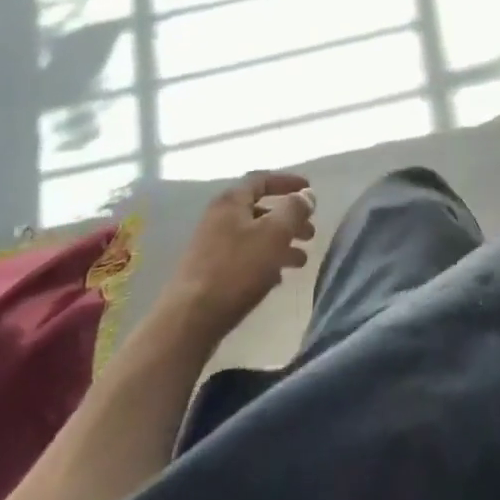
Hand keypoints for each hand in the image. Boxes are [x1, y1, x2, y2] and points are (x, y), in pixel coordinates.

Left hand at [162, 172, 316, 343]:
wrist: (189, 320)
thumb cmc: (236, 270)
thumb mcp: (274, 234)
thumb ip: (294, 210)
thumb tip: (306, 194)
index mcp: (231, 201)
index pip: (262, 179)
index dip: (288, 181)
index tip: (310, 189)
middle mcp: (219, 217)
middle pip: (260, 210)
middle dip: (288, 219)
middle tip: (311, 233)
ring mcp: (211, 245)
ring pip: (254, 236)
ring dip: (280, 243)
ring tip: (301, 260)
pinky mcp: (209, 272)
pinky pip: (243, 257)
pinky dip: (264, 261)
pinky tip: (278, 278)